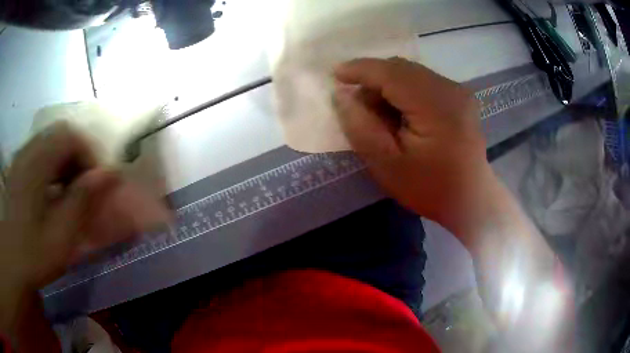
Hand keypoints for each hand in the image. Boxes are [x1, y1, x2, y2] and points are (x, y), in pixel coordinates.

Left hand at [0, 122, 169, 293]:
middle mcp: (28, 151)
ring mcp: (22, 157)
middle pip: (61, 135)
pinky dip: (54, 164)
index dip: (90, 155)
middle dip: (79, 157)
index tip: (97, 184)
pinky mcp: (19, 166)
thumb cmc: (32, 253)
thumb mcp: (60, 236)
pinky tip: (54, 189)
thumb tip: (110, 173)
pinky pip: (42, 152)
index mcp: (36, 164)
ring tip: (71, 189)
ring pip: (52, 142)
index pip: (71, 137)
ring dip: (67, 161)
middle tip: (86, 186)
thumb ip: (82, 201)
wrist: (12, 261)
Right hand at [333, 57, 492, 231]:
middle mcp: (450, 88)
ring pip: (411, 73)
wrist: (472, 199)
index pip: (390, 72)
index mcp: (436, 104)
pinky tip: (399, 113)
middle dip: (373, 79)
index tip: (335, 75)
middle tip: (357, 104)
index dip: (360, 70)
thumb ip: (361, 127)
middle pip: (401, 68)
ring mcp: (458, 91)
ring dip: (388, 85)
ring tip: (378, 113)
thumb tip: (342, 95)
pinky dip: (404, 90)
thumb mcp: (387, 166)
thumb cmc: (430, 188)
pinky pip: (423, 82)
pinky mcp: (459, 97)